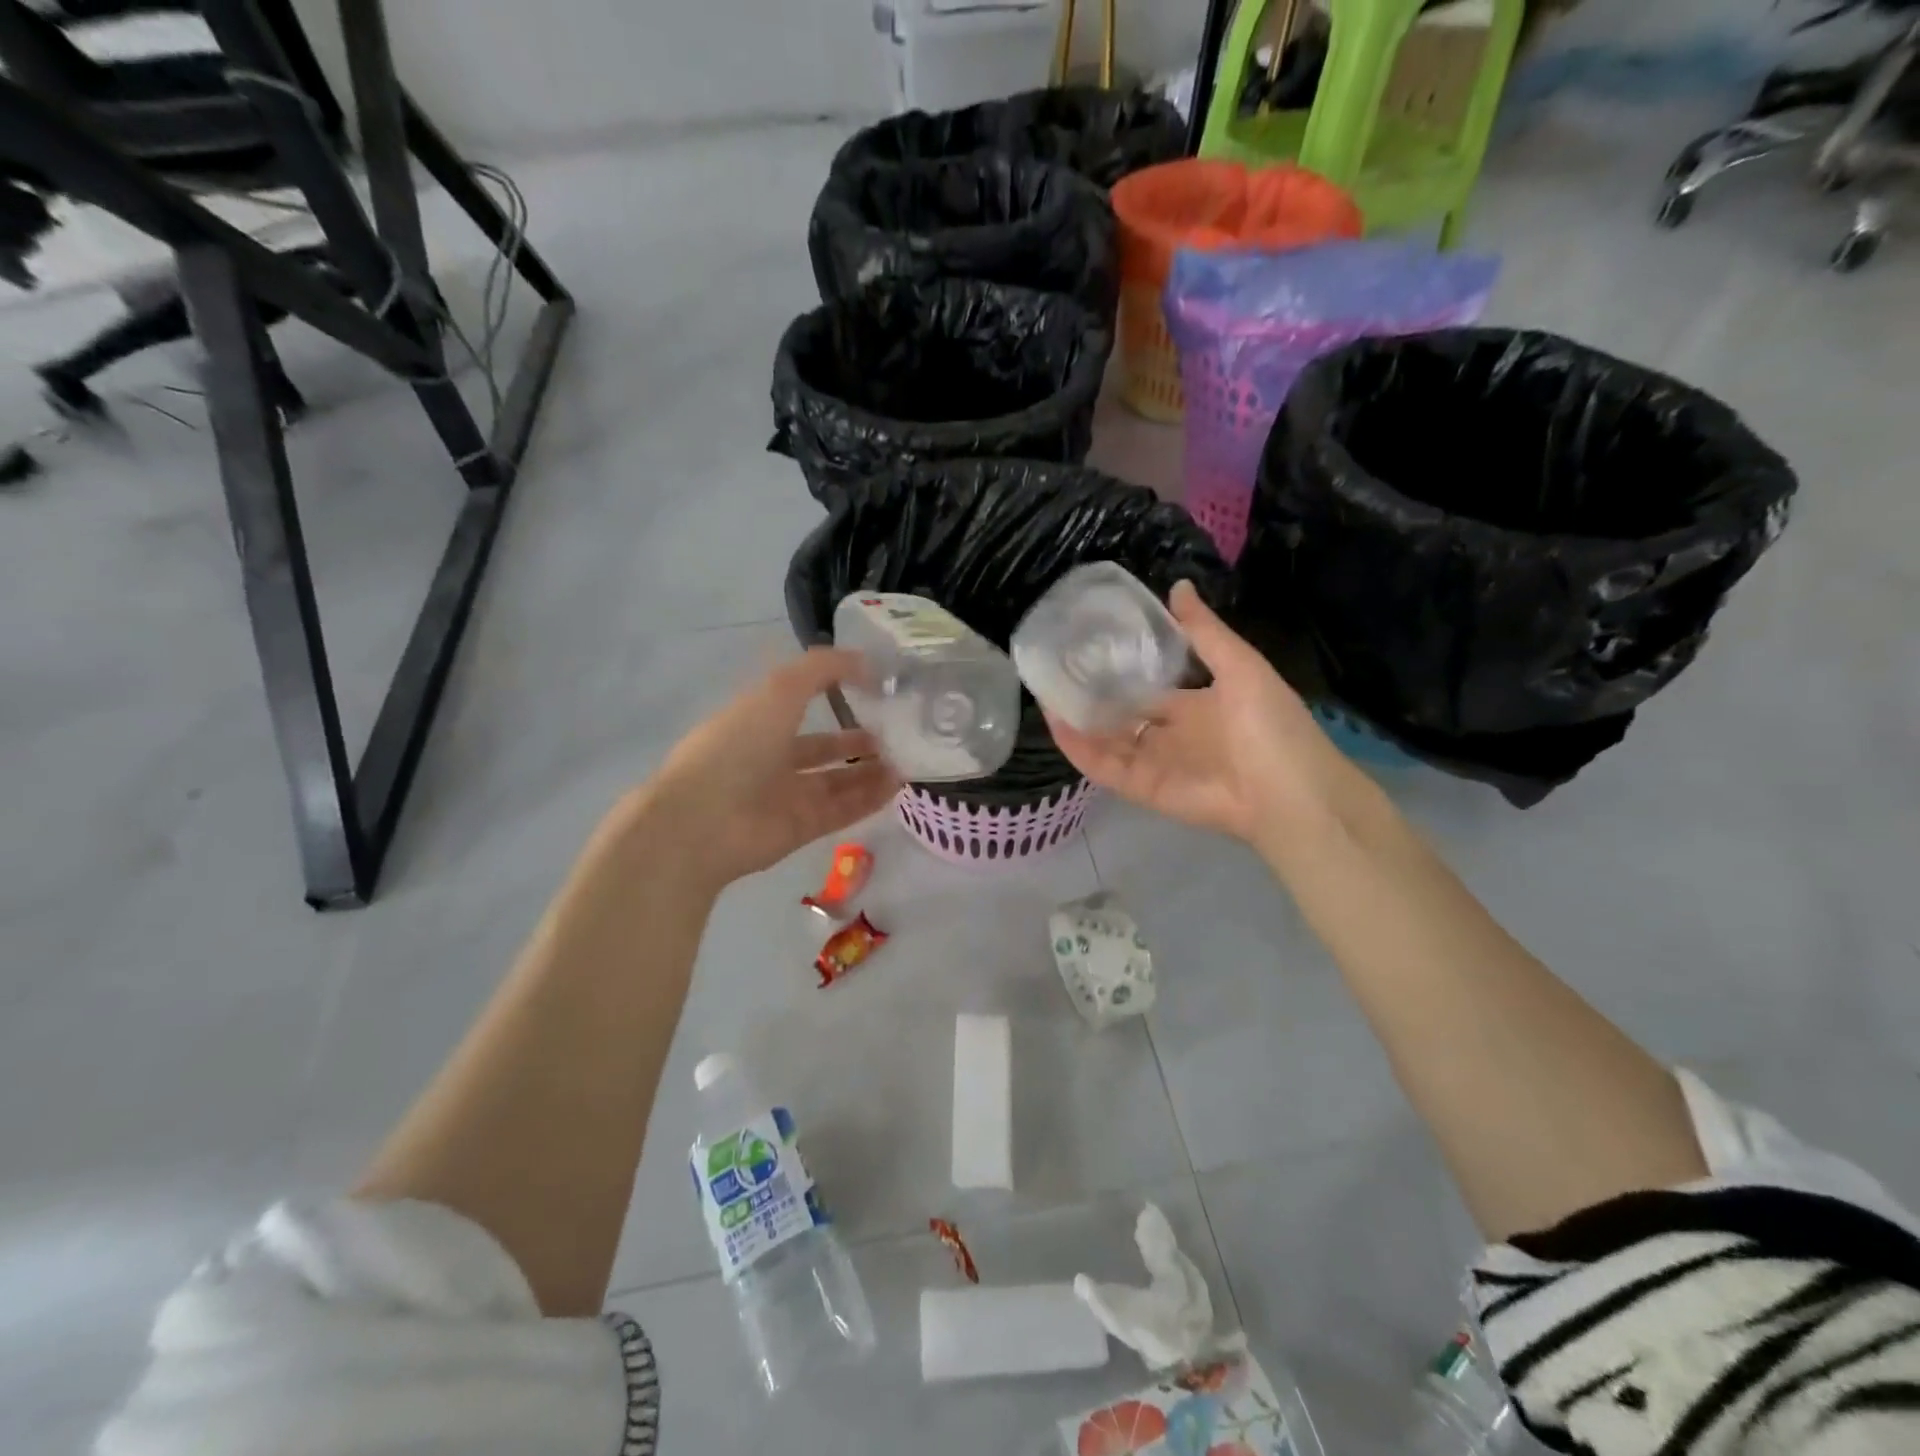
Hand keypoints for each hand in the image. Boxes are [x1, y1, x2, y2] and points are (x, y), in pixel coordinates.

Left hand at [627, 649, 899, 893]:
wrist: (702, 823)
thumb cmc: (736, 748)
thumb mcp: (778, 691)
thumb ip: (821, 669)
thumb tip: (865, 661)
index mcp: (758, 720)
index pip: (802, 701)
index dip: (836, 691)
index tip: (876, 687)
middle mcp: (771, 757)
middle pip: (823, 748)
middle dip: (858, 740)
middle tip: (897, 733)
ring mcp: (786, 796)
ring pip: (838, 781)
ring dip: (871, 771)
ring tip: (907, 760)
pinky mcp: (801, 828)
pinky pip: (843, 810)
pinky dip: (869, 799)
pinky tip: (898, 786)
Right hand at [1044, 582, 1355, 848]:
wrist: (1288, 792)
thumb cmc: (1270, 725)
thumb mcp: (1241, 667)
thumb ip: (1204, 633)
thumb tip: (1177, 587)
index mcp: (1196, 705)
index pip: (1150, 685)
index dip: (1122, 668)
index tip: (1091, 645)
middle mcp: (1171, 734)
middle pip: (1123, 714)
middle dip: (1093, 696)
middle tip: (1059, 668)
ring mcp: (1155, 763)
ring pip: (1107, 740)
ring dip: (1078, 720)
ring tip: (1047, 692)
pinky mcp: (1143, 787)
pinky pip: (1105, 767)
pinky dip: (1080, 749)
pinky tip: (1057, 723)